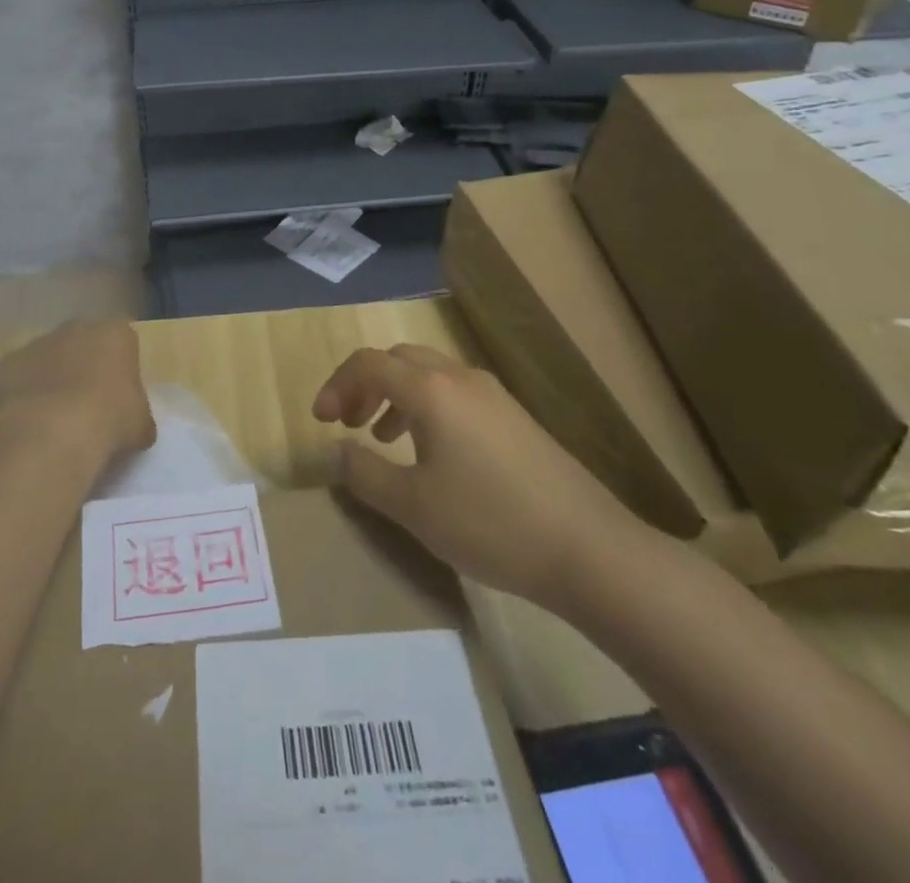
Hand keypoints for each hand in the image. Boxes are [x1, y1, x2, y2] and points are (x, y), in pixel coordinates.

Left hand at [0, 320, 156, 463]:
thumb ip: (137, 414)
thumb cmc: (109, 421)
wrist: (51, 434)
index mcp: (116, 334)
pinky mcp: (6, 365)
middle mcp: (76, 328)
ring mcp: (38, 343)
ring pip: (48, 358)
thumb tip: (134, 423)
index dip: (121, 365)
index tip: (120, 392)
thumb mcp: (140, 424)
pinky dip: (23, 394)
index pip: (123, 340)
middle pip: (83, 342)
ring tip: (54, 417)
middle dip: (84, 364)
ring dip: (51, 378)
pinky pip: (19, 378)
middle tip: (87, 402)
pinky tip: (28, 422)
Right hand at [313, 344, 656, 614]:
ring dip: (395, 395)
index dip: (335, 385)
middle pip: (398, 359)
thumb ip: (365, 473)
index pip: (368, 364)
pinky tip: (431, 453)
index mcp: (431, 390)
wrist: (589, 550)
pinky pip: (455, 393)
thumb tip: (336, 450)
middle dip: (364, 384)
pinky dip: (426, 407)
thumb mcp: (413, 507)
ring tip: (382, 436)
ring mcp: (493, 395)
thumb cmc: (490, 523)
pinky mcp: (514, 417)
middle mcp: (460, 378)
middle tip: (347, 422)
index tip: (321, 421)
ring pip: (429, 374)